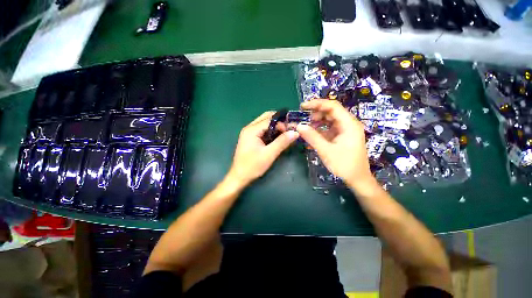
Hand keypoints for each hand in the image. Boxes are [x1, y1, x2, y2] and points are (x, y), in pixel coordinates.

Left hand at [226, 111, 298, 188]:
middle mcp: (249, 128)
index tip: (291, 132)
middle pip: (266, 117)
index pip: (270, 119)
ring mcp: (249, 132)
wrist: (239, 177)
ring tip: (285, 133)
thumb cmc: (253, 166)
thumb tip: (295, 132)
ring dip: (275, 125)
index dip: (282, 123)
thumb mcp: (269, 154)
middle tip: (289, 129)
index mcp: (252, 130)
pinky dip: (271, 131)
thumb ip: (282, 142)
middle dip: (279, 121)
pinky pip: (262, 129)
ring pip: (264, 123)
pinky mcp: (250, 138)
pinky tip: (277, 137)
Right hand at [296, 99, 374, 189]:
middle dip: (316, 114)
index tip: (303, 106)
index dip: (317, 104)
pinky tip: (312, 134)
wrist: (357, 179)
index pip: (332, 106)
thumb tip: (299, 126)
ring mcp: (345, 130)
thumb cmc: (344, 165)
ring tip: (306, 128)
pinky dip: (320, 129)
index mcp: (349, 124)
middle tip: (304, 120)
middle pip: (331, 112)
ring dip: (317, 122)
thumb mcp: (326, 150)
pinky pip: (329, 128)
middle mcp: (348, 124)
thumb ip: (312, 137)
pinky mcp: (342, 136)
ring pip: (329, 120)